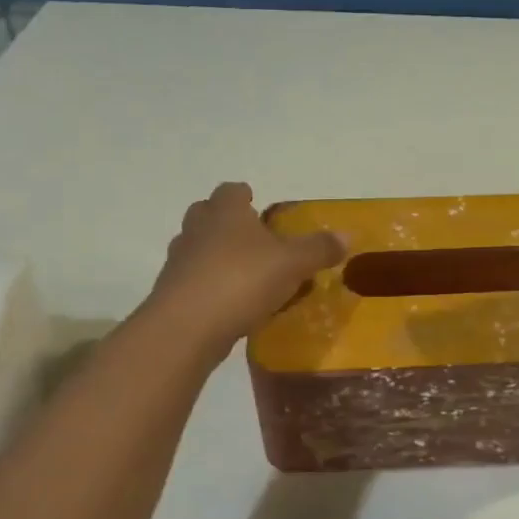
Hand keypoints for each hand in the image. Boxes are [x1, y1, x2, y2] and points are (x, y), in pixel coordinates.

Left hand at [146, 182, 344, 351]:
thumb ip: (319, 249)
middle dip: (227, 222)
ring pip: (198, 248)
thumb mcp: (292, 264)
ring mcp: (179, 261)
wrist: (186, 327)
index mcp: (225, 212)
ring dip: (216, 255)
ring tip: (244, 274)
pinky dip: (210, 286)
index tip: (256, 203)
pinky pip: (194, 281)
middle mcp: (197, 229)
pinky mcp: (172, 293)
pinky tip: (231, 304)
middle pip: (207, 214)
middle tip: (252, 238)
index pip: (231, 191)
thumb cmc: (242, 280)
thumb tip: (346, 235)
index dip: (244, 195)